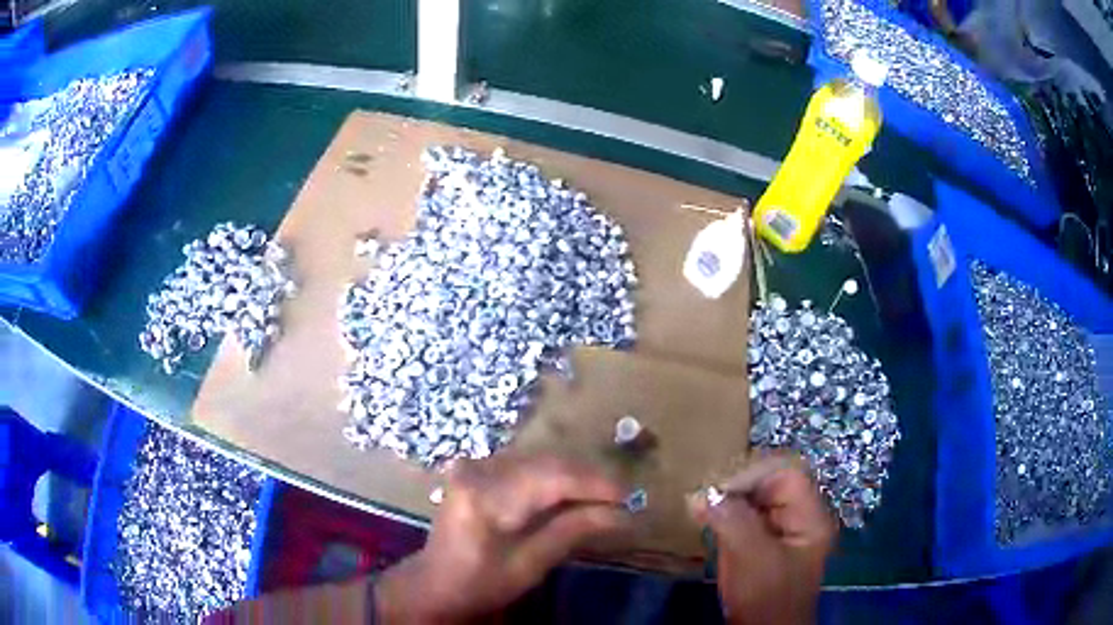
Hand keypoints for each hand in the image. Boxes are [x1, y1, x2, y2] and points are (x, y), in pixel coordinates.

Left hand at [375, 453, 628, 622]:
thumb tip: (622, 514)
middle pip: (547, 463)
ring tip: (605, 496)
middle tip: (623, 497)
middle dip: (590, 478)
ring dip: (575, 476)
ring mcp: (475, 465)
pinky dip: (555, 477)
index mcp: (485, 497)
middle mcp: (478, 470)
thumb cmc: (480, 583)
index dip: (596, 483)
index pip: (552, 478)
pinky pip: (526, 464)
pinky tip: (573, 492)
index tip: (631, 496)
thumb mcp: (529, 565)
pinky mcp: (477, 468)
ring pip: (540, 459)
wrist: (434, 582)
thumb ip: (573, 532)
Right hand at [689, 453, 835, 624]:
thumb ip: (731, 521)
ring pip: (756, 501)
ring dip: (729, 502)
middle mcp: (800, 519)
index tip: (718, 491)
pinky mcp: (763, 546)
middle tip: (705, 498)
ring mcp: (781, 533)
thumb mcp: (752, 557)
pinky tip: (708, 522)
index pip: (787, 475)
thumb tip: (700, 493)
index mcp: (810, 517)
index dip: (754, 475)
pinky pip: (746, 520)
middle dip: (738, 489)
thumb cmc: (766, 597)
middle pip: (771, 485)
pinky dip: (726, 518)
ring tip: (702, 508)